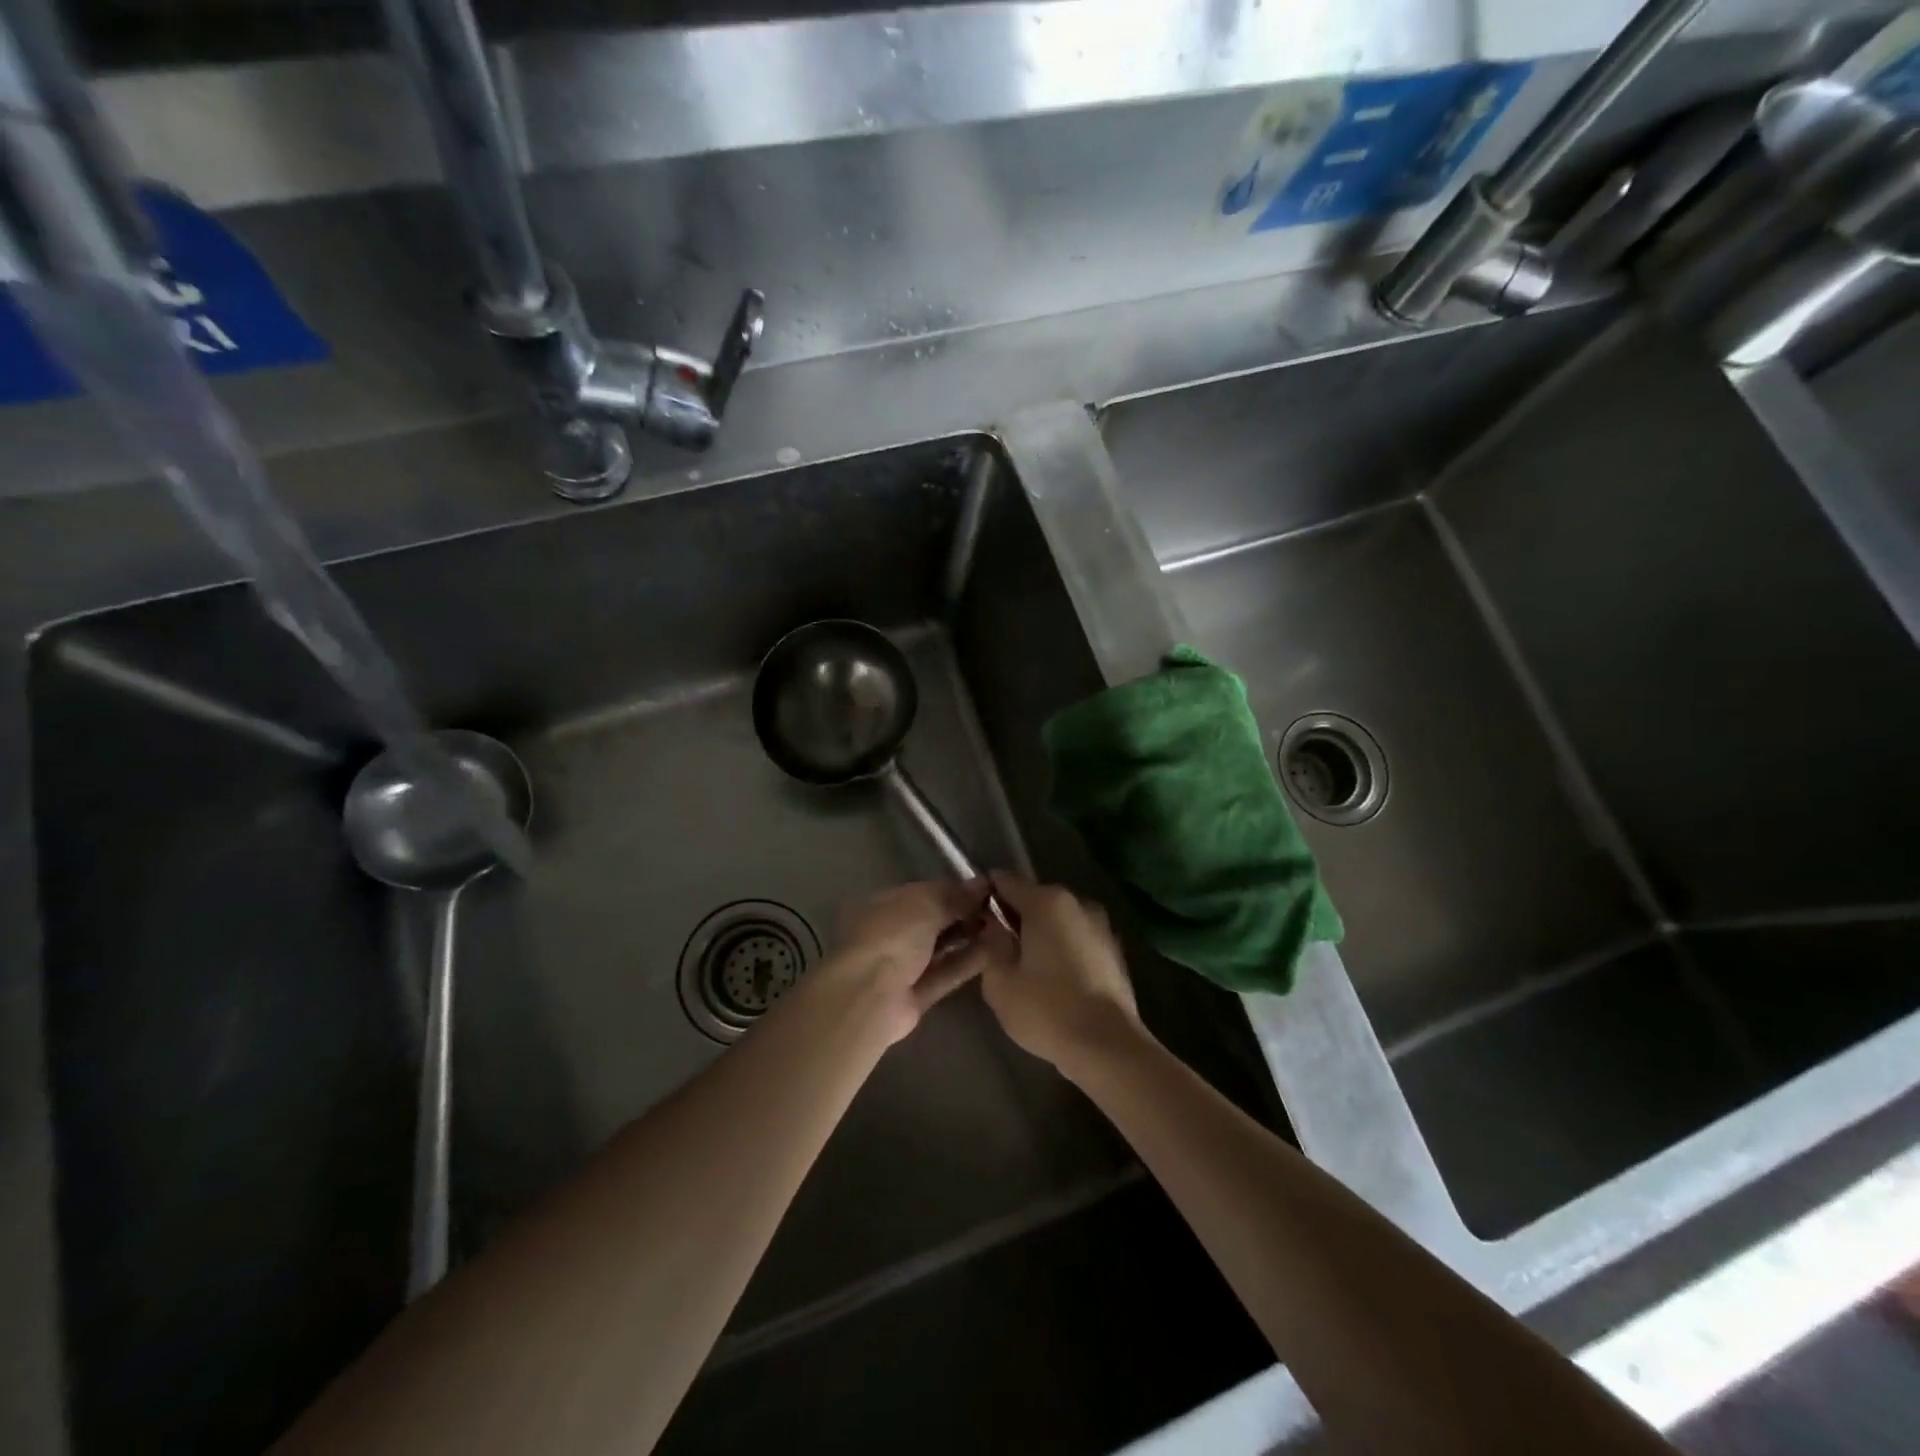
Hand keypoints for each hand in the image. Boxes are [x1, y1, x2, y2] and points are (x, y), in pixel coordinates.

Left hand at [813, 879, 991, 1044]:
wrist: (869, 996)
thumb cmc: (892, 936)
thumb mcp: (925, 903)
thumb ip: (955, 895)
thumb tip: (982, 884)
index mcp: (884, 904)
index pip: (926, 892)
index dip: (956, 889)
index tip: (988, 888)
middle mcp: (892, 933)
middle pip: (935, 920)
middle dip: (966, 913)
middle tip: (1001, 909)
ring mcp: (903, 965)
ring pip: (942, 948)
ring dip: (970, 938)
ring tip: (1005, 928)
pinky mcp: (918, 994)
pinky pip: (947, 974)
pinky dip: (968, 962)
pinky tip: (996, 952)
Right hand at [973, 873, 1145, 1076]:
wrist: (1109, 1046)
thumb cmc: (1047, 1010)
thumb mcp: (1000, 982)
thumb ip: (990, 944)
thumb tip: (993, 926)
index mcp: (1047, 901)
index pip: (1005, 881)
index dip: (985, 894)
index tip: (971, 916)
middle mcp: (1077, 902)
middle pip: (1034, 899)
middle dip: (1012, 917)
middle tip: (993, 948)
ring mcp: (1101, 925)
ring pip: (1057, 920)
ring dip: (1039, 935)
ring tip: (1023, 968)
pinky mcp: (1114, 951)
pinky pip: (1076, 939)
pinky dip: (1061, 949)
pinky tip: (1052, 980)